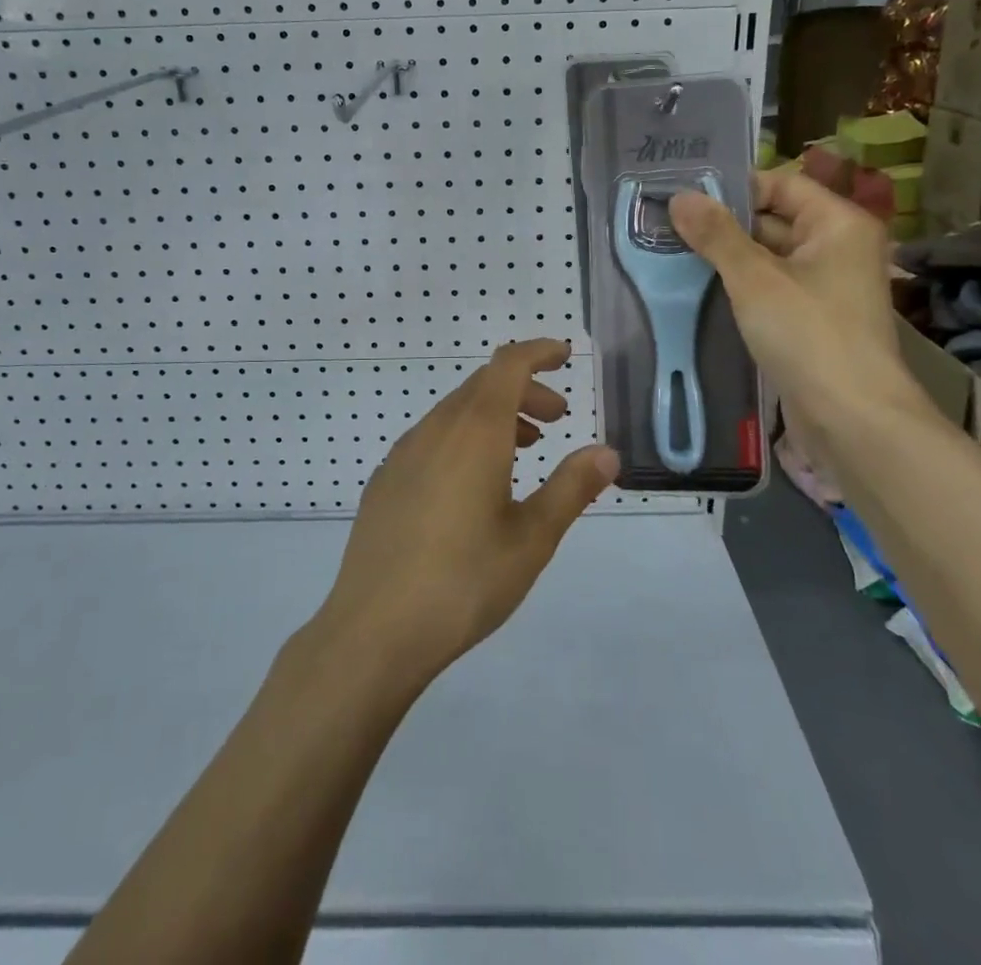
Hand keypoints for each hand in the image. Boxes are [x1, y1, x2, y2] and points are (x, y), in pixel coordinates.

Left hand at [309, 339, 619, 691]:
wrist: (374, 629)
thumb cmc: (464, 581)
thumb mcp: (532, 539)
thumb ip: (571, 488)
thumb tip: (607, 452)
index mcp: (474, 432)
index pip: (507, 364)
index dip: (538, 352)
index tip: (565, 356)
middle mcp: (435, 429)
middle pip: (483, 385)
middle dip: (524, 390)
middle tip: (557, 418)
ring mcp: (403, 453)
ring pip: (456, 411)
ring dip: (495, 415)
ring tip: (524, 449)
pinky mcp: (385, 480)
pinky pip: (432, 437)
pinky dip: (464, 437)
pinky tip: (473, 483)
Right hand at [670, 168, 930, 450]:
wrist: (852, 419)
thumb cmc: (808, 334)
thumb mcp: (754, 278)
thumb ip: (716, 235)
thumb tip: (679, 197)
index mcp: (838, 224)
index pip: (781, 184)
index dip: (734, 187)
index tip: (684, 196)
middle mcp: (838, 247)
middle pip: (775, 218)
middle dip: (724, 224)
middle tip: (668, 224)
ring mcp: (826, 286)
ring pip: (769, 256)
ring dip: (728, 256)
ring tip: (673, 251)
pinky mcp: (812, 319)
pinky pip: (771, 288)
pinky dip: (740, 286)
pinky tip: (699, 287)